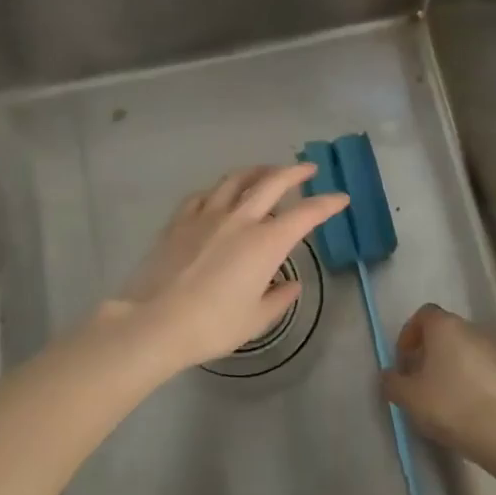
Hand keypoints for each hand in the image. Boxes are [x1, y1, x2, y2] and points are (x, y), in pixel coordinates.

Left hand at [98, 164, 348, 375]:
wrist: (155, 321)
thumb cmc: (212, 326)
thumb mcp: (255, 320)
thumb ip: (279, 299)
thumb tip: (292, 285)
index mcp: (265, 242)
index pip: (305, 214)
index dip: (326, 204)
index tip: (341, 198)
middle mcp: (239, 218)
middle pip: (272, 182)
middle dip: (295, 172)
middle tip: (308, 168)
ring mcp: (207, 214)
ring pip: (236, 180)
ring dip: (257, 171)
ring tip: (266, 172)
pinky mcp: (180, 219)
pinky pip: (204, 194)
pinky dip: (219, 190)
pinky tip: (220, 195)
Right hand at [382, 304, 495, 456]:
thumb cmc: (450, 405)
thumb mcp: (409, 397)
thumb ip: (393, 383)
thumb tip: (388, 376)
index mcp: (445, 326)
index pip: (423, 315)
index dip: (410, 334)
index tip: (404, 360)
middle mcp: (473, 328)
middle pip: (447, 332)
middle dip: (432, 352)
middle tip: (422, 380)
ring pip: (469, 351)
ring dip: (456, 367)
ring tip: (447, 398)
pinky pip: (488, 370)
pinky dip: (477, 382)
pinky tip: (471, 408)